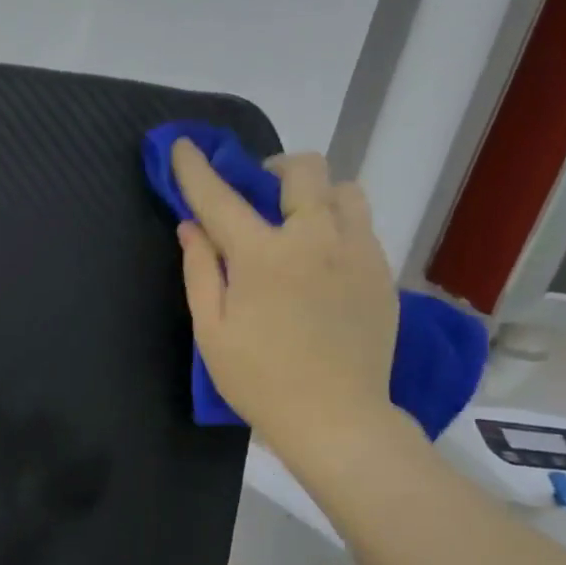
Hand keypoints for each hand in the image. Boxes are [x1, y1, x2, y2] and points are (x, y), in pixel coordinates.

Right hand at [173, 140, 400, 461]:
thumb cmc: (259, 379)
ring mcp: (357, 252)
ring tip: (296, 224)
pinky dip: (336, 223)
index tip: (183, 146)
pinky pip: (362, 224)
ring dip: (314, 193)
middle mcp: (316, 239)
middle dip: (273, 169)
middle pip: (303, 170)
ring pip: (344, 190)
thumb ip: (200, 272)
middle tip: (257, 194)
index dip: (197, 170)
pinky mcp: (382, 272)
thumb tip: (191, 227)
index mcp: (264, 256)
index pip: (222, 198)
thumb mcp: (212, 331)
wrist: (336, 418)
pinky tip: (320, 259)